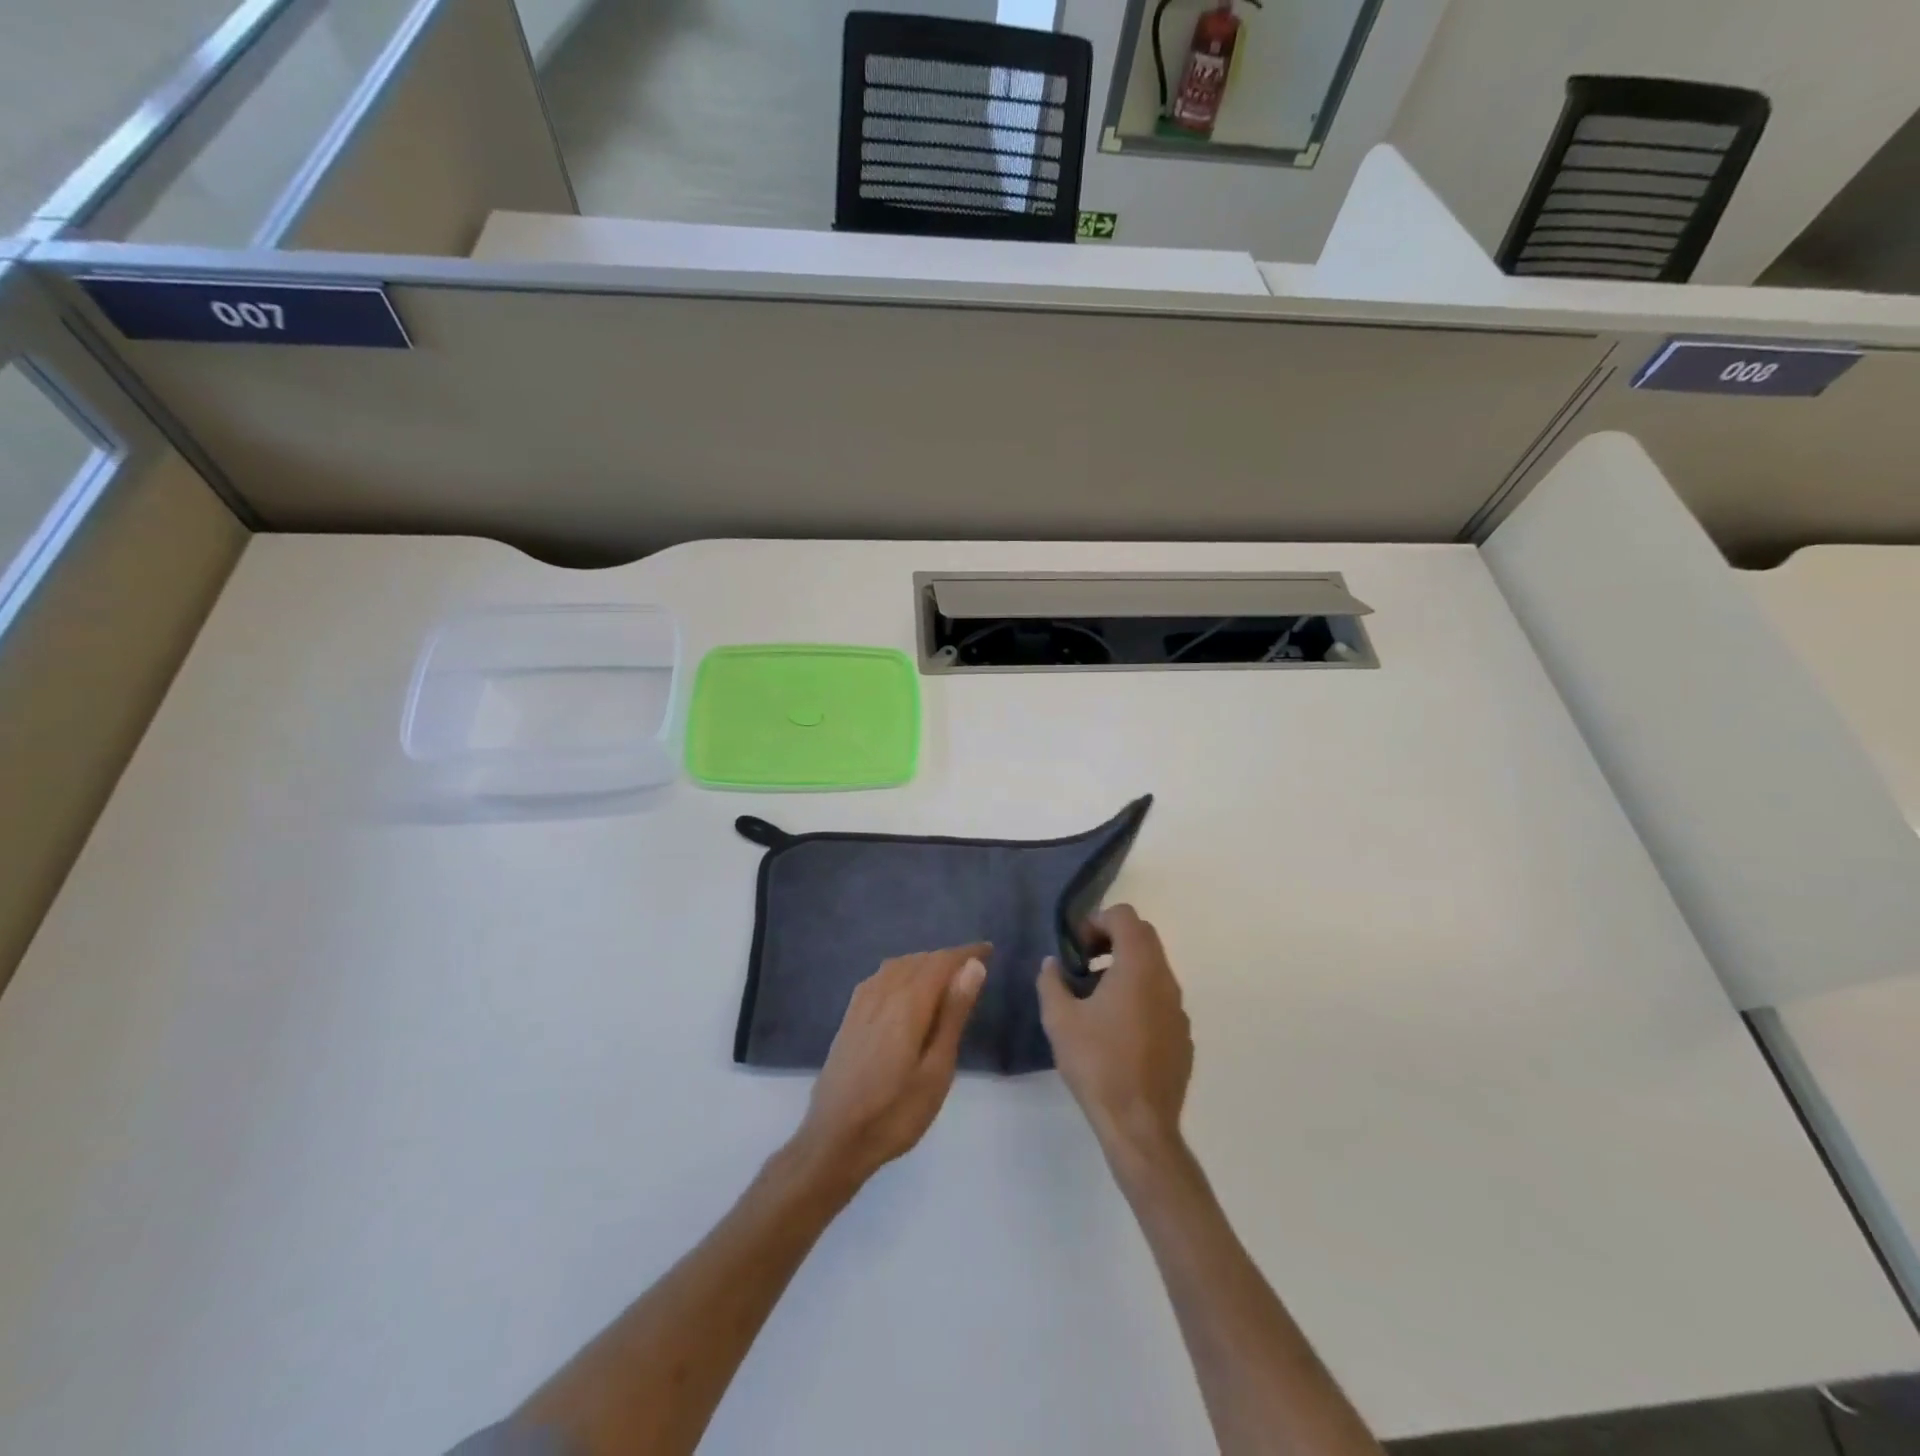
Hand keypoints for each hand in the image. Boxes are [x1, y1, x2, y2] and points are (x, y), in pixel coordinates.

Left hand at [792, 944, 989, 1187]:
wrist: (834, 1140)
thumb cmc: (895, 1112)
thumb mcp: (937, 1069)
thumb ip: (954, 1013)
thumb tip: (973, 967)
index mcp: (908, 1002)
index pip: (942, 961)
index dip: (967, 953)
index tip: (989, 951)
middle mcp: (882, 991)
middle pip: (920, 960)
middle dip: (948, 959)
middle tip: (974, 970)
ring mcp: (861, 1002)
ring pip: (899, 966)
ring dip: (925, 964)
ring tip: (947, 980)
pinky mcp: (850, 1016)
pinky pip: (881, 977)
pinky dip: (903, 973)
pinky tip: (908, 991)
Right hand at [1038, 905, 1191, 1160]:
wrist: (1140, 1125)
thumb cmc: (1097, 1064)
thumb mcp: (1059, 1019)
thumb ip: (1051, 982)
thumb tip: (1052, 964)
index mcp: (1138, 968)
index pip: (1125, 917)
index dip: (1097, 920)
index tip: (1076, 948)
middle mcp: (1165, 980)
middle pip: (1143, 937)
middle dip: (1111, 940)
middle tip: (1083, 964)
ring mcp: (1178, 1009)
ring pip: (1153, 968)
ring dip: (1124, 968)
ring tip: (1094, 999)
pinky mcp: (1182, 1035)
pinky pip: (1160, 998)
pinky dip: (1139, 996)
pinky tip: (1116, 1030)